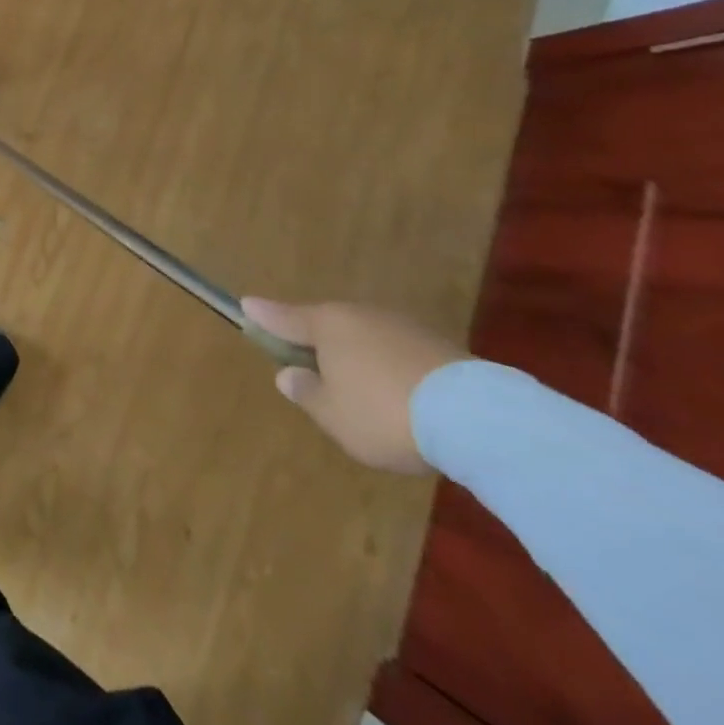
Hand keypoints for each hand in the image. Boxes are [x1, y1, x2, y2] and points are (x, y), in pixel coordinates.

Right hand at [241, 298, 469, 473]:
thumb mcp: (333, 415)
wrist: (478, 418)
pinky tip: (399, 395)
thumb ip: (306, 393)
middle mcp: (359, 315)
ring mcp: (402, 326)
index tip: (245, 306)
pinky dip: (391, 368)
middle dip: (318, 343)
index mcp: (326, 324)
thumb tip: (289, 374)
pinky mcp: (440, 346)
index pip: (284, 317)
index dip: (263, 316)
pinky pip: (398, 353)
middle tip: (314, 370)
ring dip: (358, 357)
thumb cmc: (384, 413)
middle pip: (328, 325)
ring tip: (362, 391)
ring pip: (366, 338)